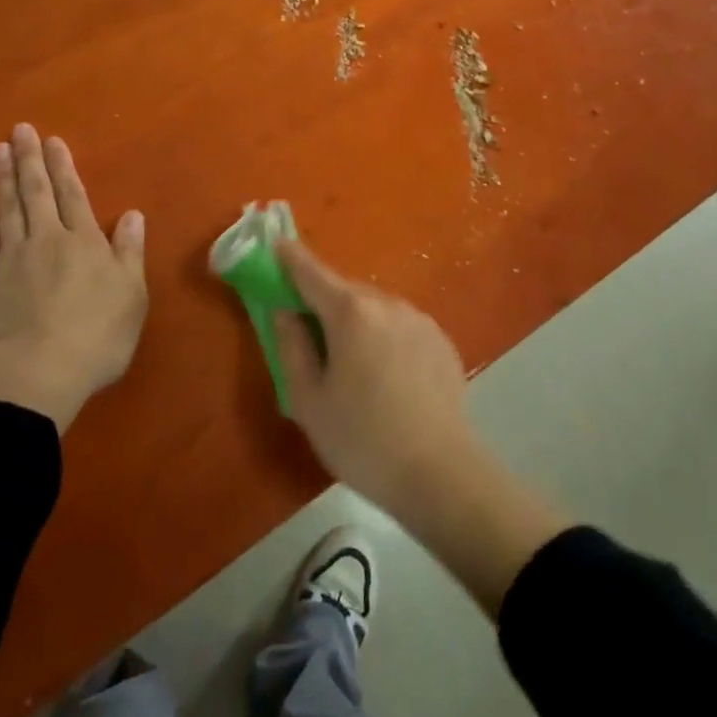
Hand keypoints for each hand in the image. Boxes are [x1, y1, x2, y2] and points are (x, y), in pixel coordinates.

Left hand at [0, 124, 146, 431]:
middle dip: (30, 159)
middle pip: (37, 192)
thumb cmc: (95, 336)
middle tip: (21, 129)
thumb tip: (134, 214)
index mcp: (85, 242)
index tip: (53, 140)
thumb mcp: (131, 295)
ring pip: (7, 207)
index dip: (64, 166)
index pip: (74, 195)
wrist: (35, 372)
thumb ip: (129, 252)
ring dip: (3, 176)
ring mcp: (10, 257)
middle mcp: (47, 239)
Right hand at [273, 239, 567, 616]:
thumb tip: (284, 312)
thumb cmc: (362, 439)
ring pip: (375, 308)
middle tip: (306, 327)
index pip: (312, 272)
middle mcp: (388, 303)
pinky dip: (384, 337)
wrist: (440, 473)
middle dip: (323, 300)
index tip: (275, 244)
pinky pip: (400, 326)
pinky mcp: (441, 341)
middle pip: (345, 291)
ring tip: (349, 362)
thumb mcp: (309, 400)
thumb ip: (291, 347)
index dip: (290, 258)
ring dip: (356, 321)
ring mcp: (420, 319)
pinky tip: (385, 376)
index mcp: (351, 312)